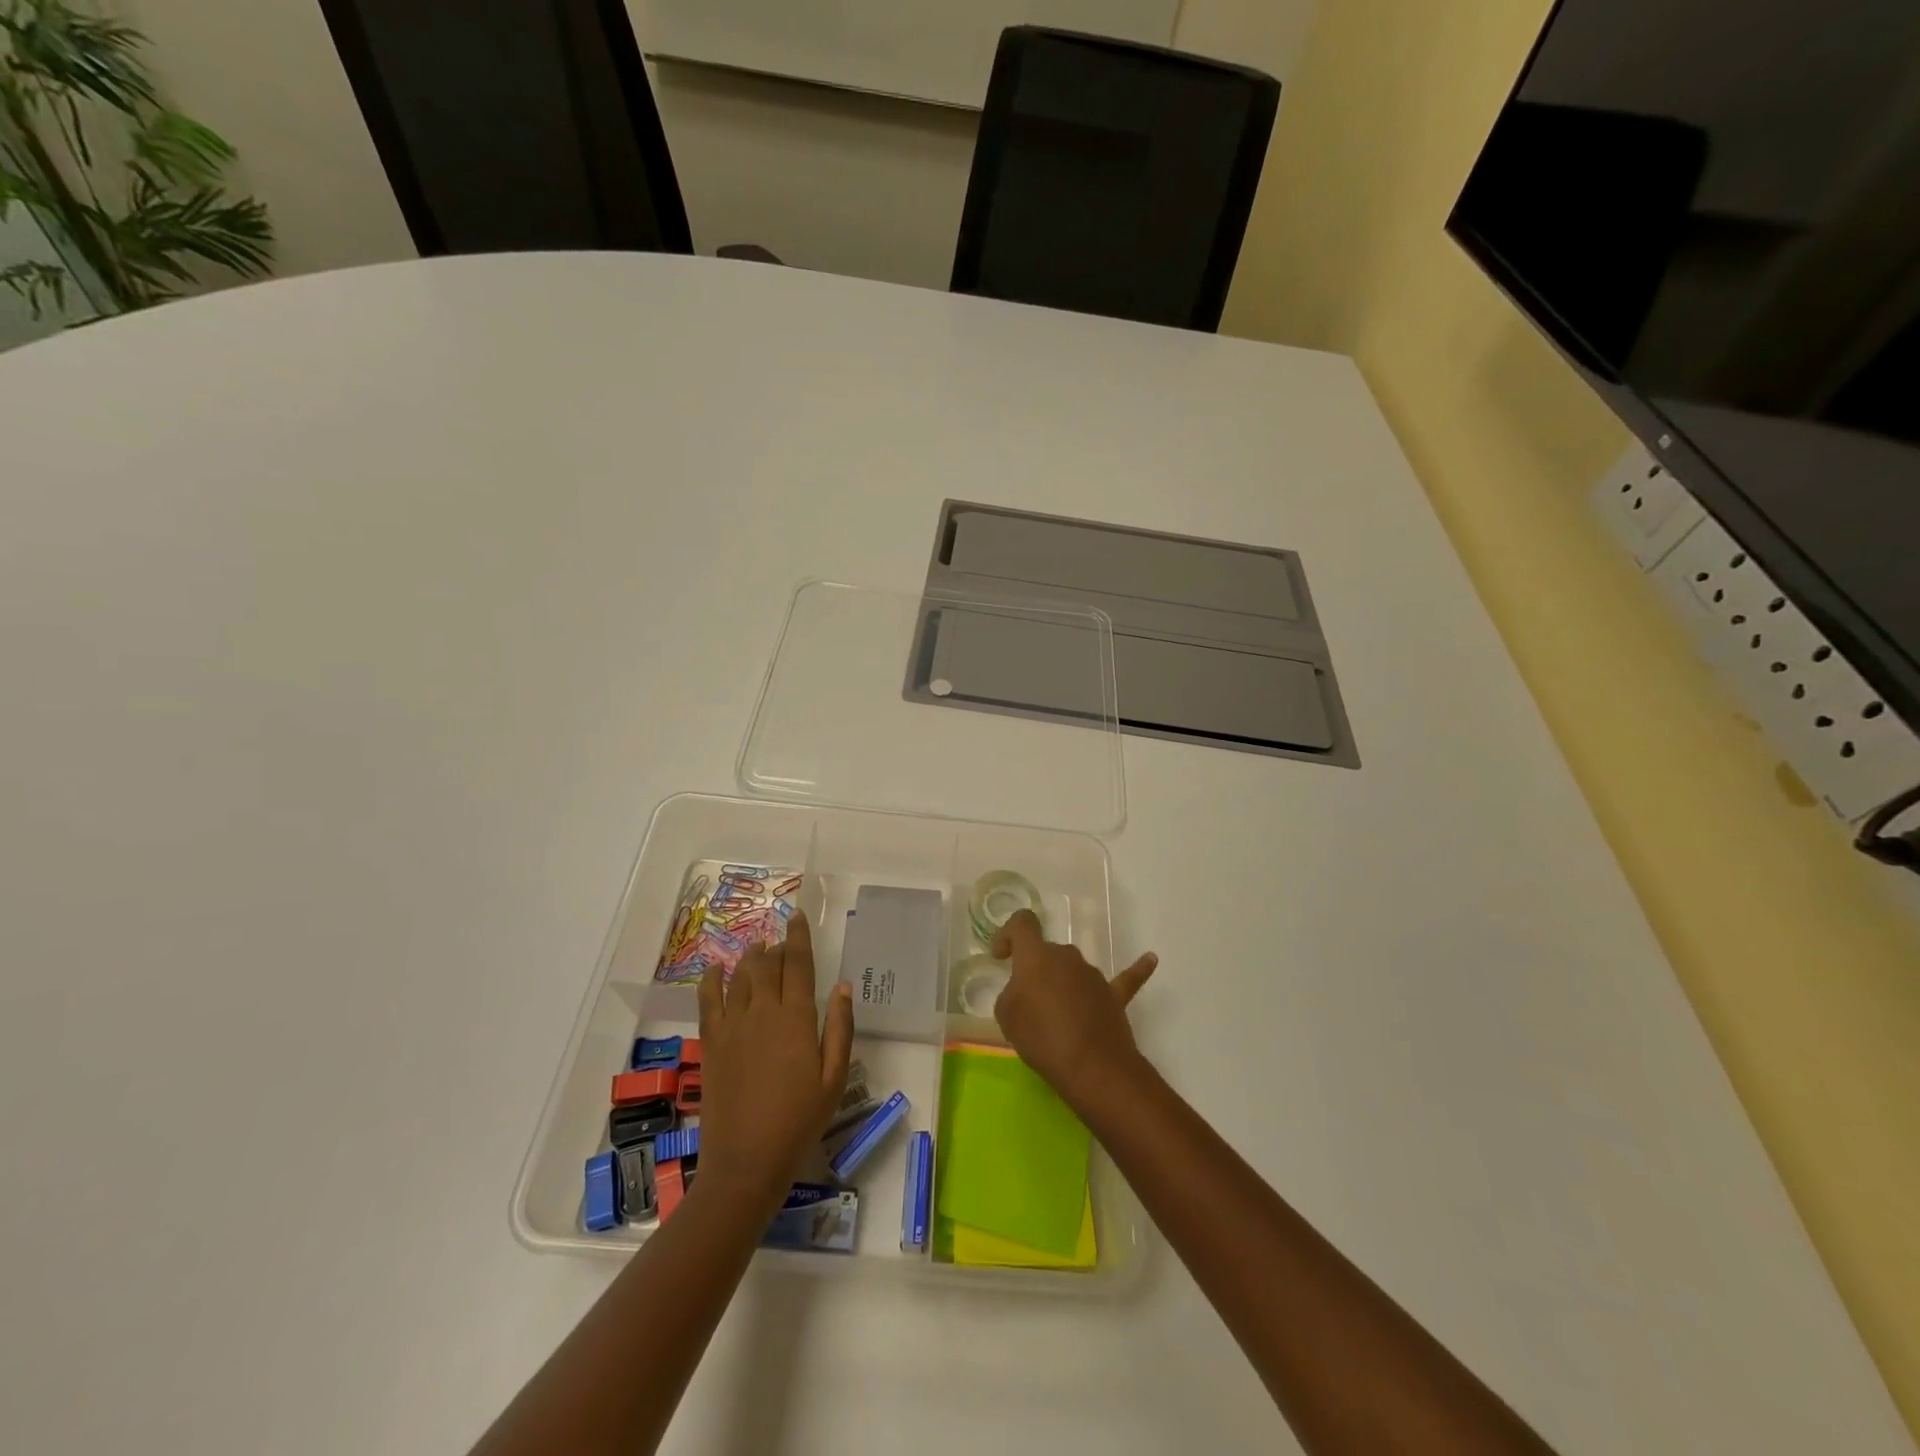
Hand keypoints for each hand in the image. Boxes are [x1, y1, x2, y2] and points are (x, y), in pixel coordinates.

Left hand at [697, 910, 853, 1211]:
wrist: (746, 1161)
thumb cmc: (799, 1122)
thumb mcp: (834, 1079)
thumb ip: (839, 1028)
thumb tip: (843, 986)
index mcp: (796, 1019)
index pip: (798, 964)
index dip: (799, 937)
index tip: (798, 916)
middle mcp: (763, 1012)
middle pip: (767, 964)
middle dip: (775, 947)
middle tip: (782, 941)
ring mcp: (733, 1026)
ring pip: (740, 976)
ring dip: (750, 958)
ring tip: (758, 949)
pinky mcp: (712, 1043)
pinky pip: (708, 1001)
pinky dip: (712, 980)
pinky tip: (716, 969)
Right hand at [989, 909, 1157, 1110]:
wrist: (1091, 1067)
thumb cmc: (1041, 1038)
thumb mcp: (1007, 1015)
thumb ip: (1013, 993)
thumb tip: (1026, 992)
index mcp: (1037, 955)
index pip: (1022, 923)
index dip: (1008, 934)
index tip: (1001, 957)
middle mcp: (1067, 955)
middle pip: (1047, 952)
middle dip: (1035, 971)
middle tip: (1027, 1003)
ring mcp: (1094, 975)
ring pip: (1072, 970)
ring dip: (1062, 984)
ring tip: (1055, 1017)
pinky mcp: (1115, 996)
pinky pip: (1125, 979)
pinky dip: (1137, 968)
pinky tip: (1151, 959)